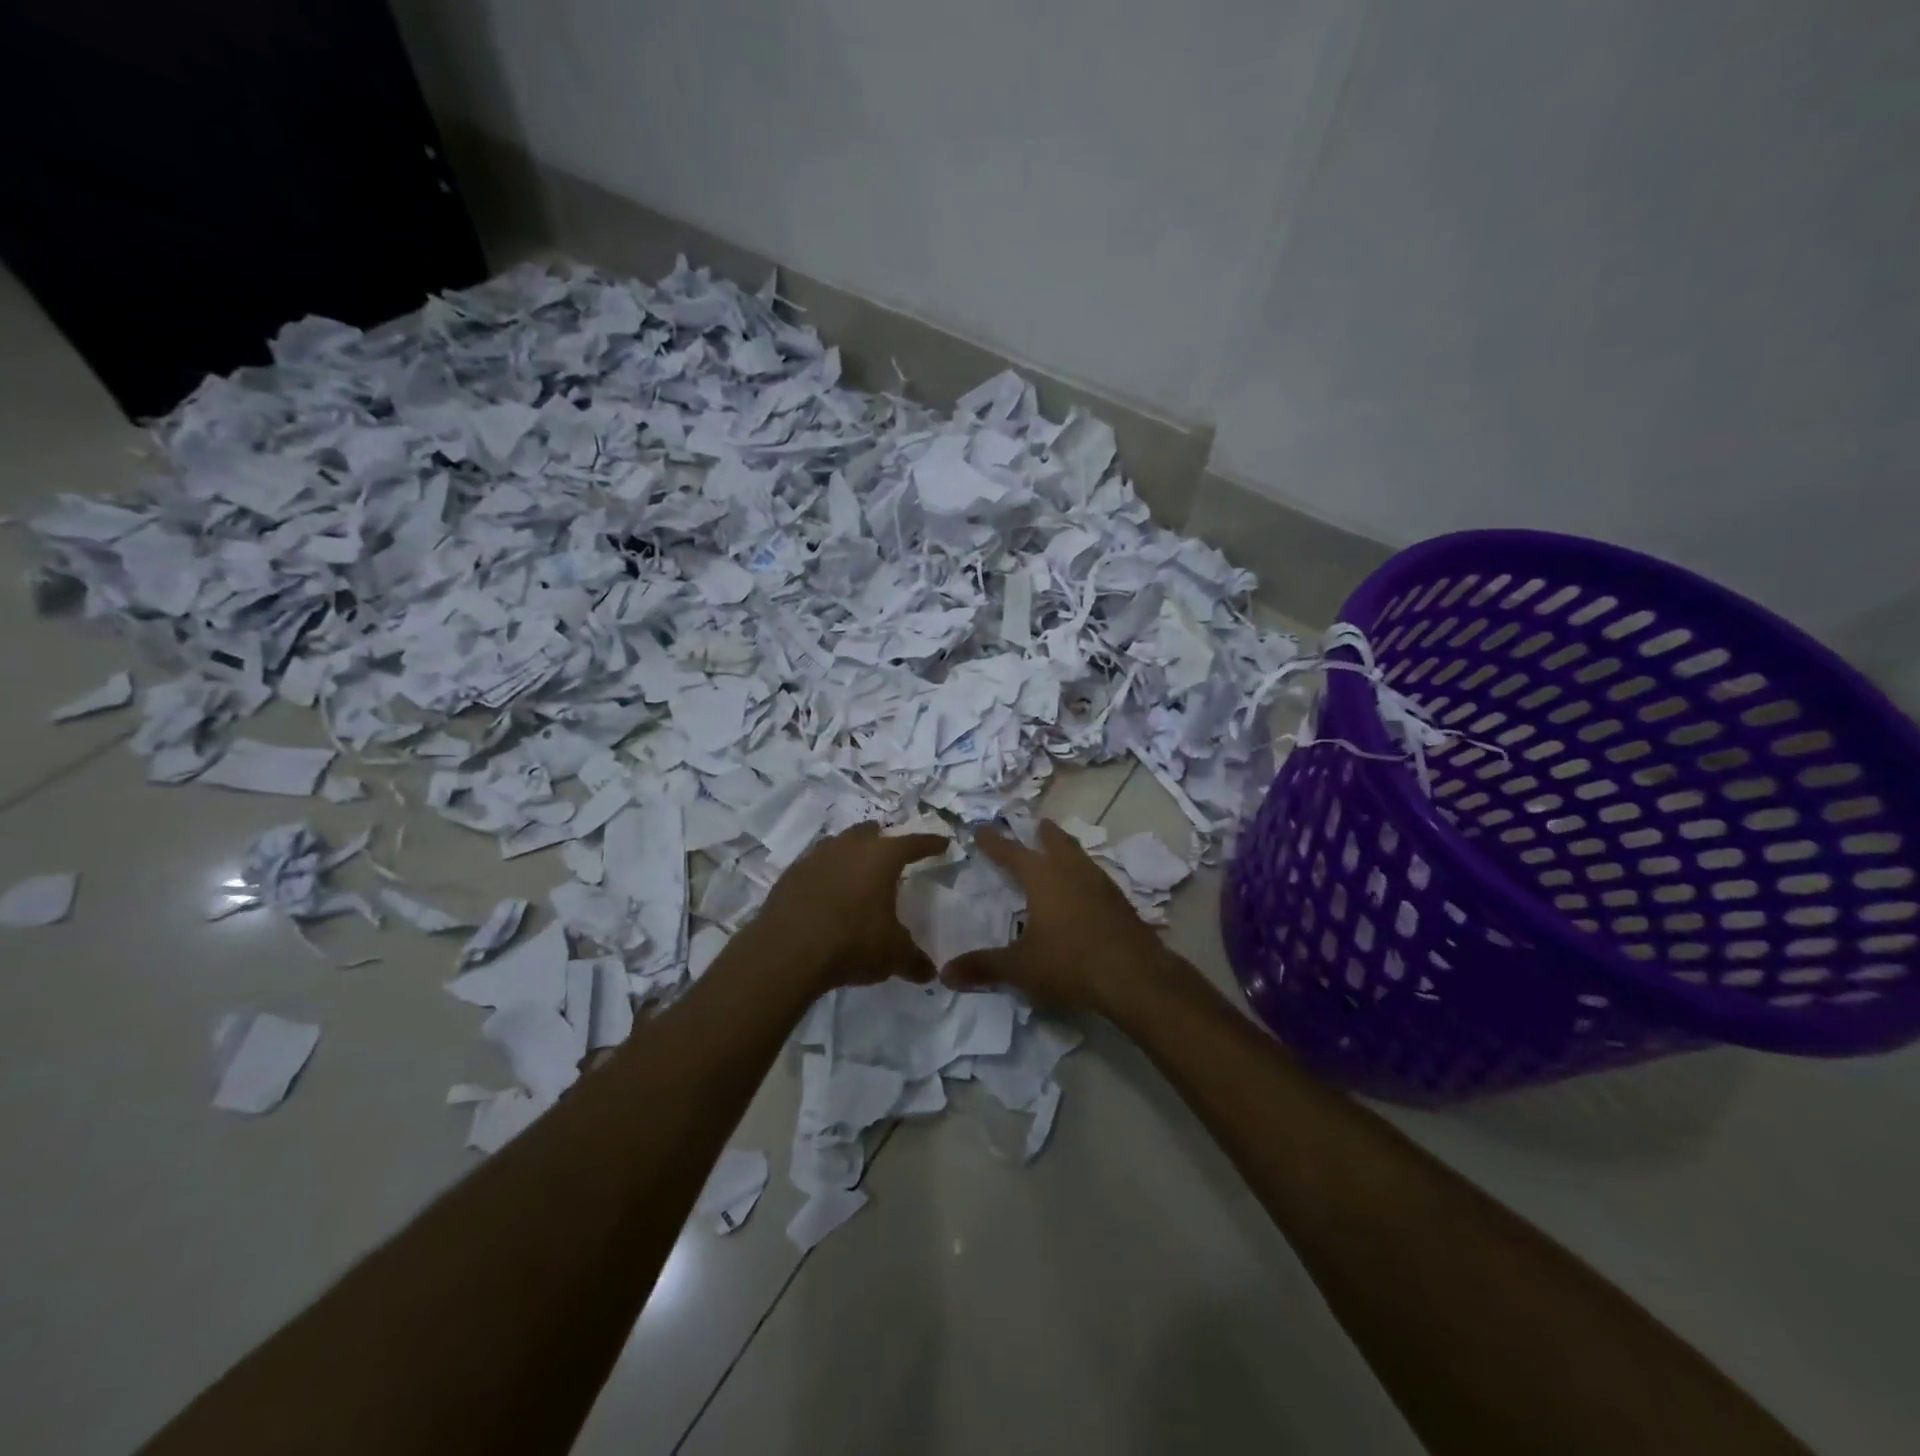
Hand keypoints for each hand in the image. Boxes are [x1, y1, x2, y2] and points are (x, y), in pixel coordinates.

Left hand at [750, 822, 948, 991]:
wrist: (787, 952)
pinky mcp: (790, 875)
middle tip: (891, 854)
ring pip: (838, 844)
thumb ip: (913, 960)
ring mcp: (815, 857)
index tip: (942, 843)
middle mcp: (849, 847)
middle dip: (882, 840)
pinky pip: (814, 866)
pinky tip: (826, 893)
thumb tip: (929, 972)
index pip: (913, 843)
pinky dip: (825, 874)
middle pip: (870, 832)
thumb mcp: (892, 955)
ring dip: (850, 853)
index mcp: (881, 857)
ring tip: (856, 872)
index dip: (930, 843)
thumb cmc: (852, 943)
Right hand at [942, 820, 1190, 1015]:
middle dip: (1042, 833)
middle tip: (1036, 825)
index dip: (993, 841)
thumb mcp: (1020, 968)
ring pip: (1079, 855)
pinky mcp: (1120, 901)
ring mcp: (1100, 883)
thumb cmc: (1070, 963)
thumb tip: (946, 973)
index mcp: (1042, 877)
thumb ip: (984, 967)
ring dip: (1066, 849)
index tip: (981, 829)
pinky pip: (1095, 876)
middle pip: (1055, 841)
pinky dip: (1084, 874)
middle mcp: (1071, 871)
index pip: (1010, 852)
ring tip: (1060, 850)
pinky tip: (1084, 890)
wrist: (1134, 976)